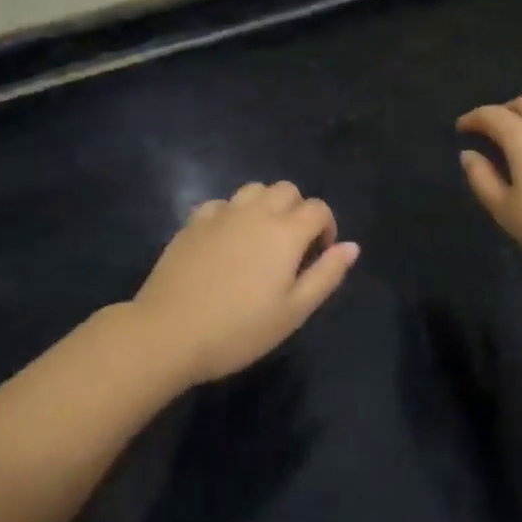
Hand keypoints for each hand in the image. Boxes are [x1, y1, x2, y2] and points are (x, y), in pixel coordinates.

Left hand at [131, 181, 359, 385]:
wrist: (168, 332)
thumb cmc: (238, 330)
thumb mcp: (293, 312)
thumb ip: (326, 275)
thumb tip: (352, 246)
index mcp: (285, 231)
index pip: (318, 208)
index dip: (326, 227)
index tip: (319, 256)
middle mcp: (256, 211)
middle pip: (287, 190)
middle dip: (298, 210)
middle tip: (292, 248)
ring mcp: (222, 213)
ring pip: (254, 189)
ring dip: (266, 205)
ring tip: (260, 240)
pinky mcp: (194, 221)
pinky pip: (222, 204)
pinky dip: (232, 215)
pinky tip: (225, 242)